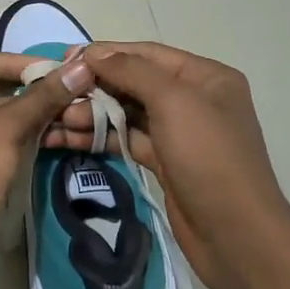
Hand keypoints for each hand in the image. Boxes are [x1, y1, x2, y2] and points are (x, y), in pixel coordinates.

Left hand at [0, 44, 95, 284]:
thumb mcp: (4, 130)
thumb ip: (41, 97)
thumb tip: (81, 67)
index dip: (11, 60)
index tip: (49, 72)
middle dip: (20, 87)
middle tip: (59, 90)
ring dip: (21, 112)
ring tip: (60, 113)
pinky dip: (12, 135)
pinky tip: (45, 138)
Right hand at [42, 41, 289, 288]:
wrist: (236, 235)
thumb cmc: (209, 157)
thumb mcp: (174, 102)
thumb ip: (133, 72)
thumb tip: (95, 53)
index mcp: (205, 76)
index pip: (147, 54)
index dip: (106, 53)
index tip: (66, 58)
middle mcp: (193, 99)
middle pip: (134, 83)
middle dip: (94, 87)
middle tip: (54, 93)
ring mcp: (178, 133)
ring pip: (127, 114)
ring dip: (91, 114)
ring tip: (53, 120)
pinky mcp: (164, 163)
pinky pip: (126, 140)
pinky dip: (99, 137)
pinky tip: (67, 138)